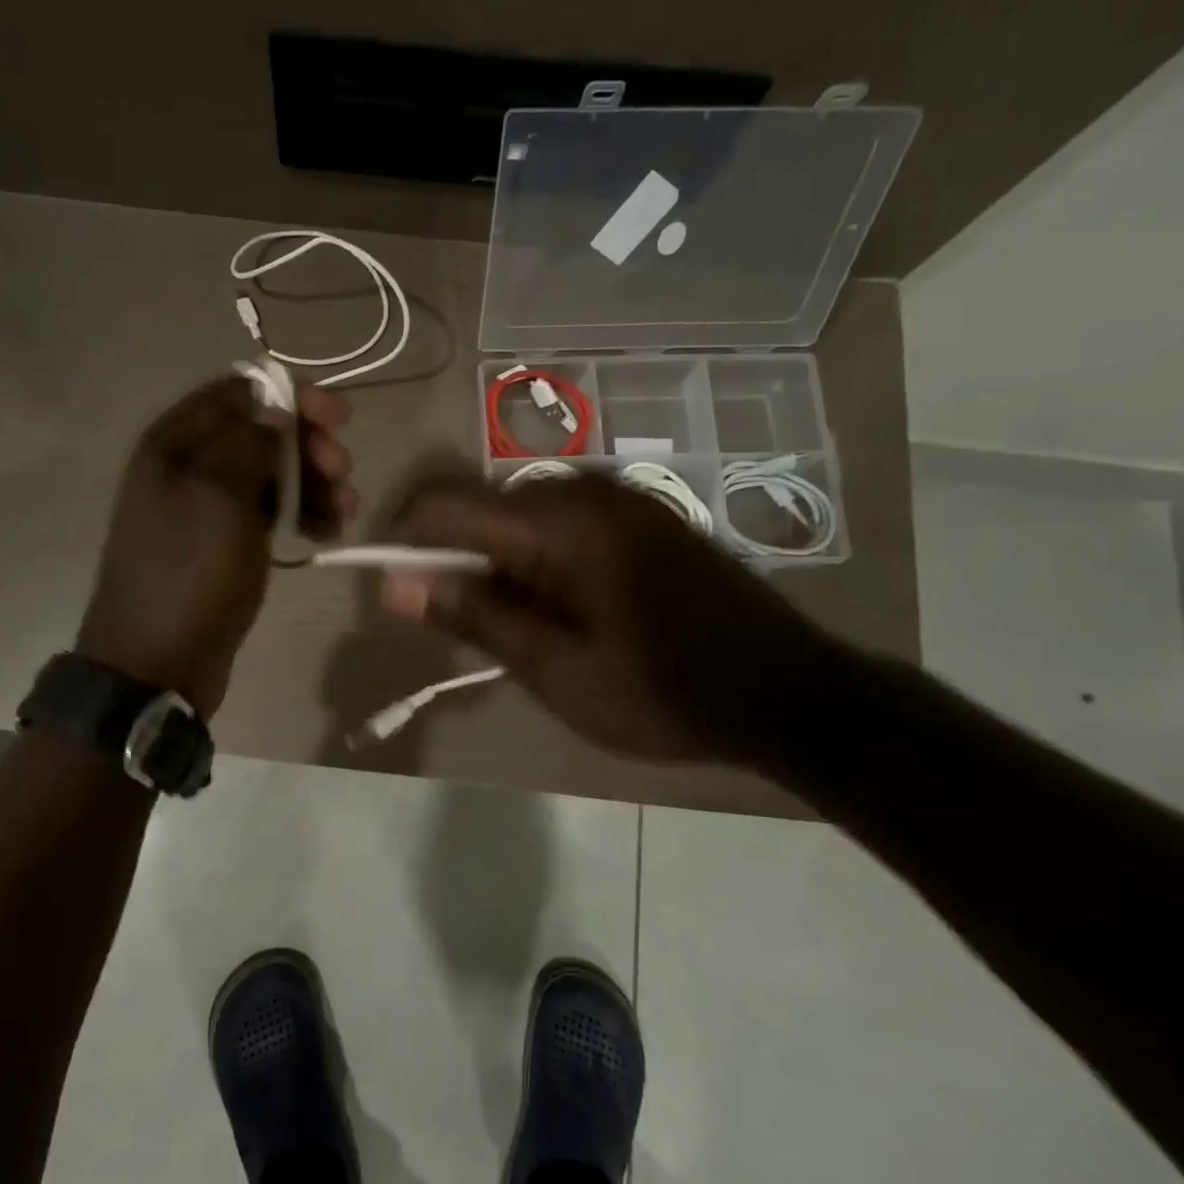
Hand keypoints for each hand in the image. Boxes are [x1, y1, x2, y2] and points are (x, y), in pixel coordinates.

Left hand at [77, 374, 355, 717]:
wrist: (158, 663)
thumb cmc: (188, 574)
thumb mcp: (219, 498)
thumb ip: (249, 442)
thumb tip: (275, 407)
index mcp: (175, 442)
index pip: (240, 391)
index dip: (292, 397)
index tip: (338, 418)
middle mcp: (190, 466)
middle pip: (262, 432)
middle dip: (309, 446)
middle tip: (342, 472)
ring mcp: (209, 507)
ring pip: (272, 474)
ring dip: (314, 483)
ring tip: (346, 508)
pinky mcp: (227, 543)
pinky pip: (270, 513)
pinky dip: (302, 514)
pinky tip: (329, 531)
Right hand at [378, 472, 837, 765]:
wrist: (791, 694)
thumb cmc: (662, 692)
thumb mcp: (554, 669)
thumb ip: (472, 616)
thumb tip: (393, 584)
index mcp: (558, 521)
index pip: (443, 506)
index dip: (404, 546)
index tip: (401, 599)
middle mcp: (583, 490)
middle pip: (479, 508)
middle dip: (457, 564)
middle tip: (475, 634)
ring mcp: (618, 498)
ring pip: (517, 517)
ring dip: (498, 567)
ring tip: (526, 632)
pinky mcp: (641, 514)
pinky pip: (559, 523)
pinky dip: (537, 561)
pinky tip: (568, 611)